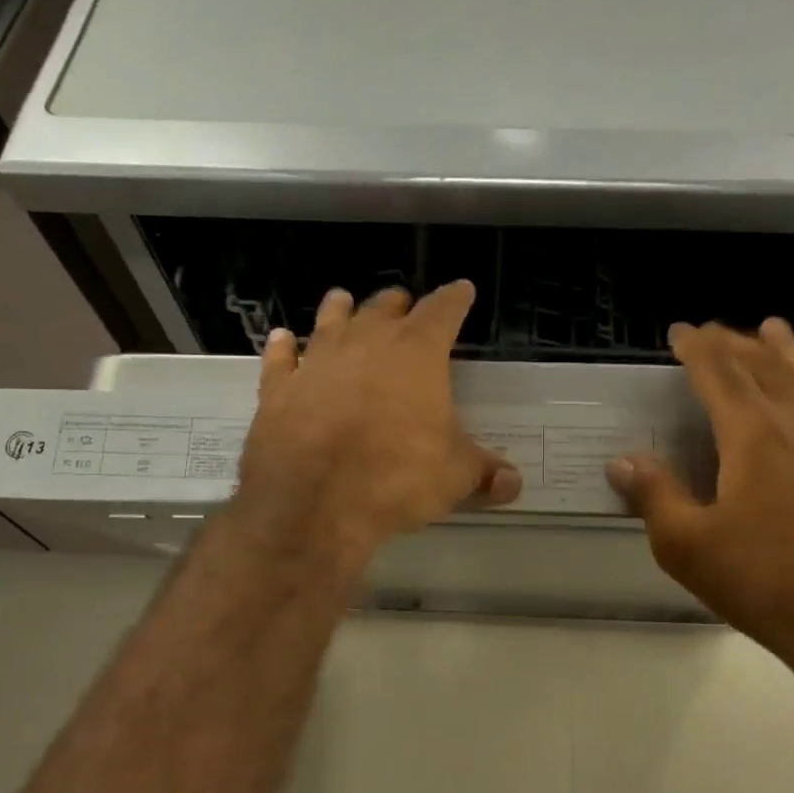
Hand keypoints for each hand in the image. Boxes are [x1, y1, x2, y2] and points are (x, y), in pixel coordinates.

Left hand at [233, 281, 520, 566]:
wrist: (314, 503)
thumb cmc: (397, 478)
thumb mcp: (454, 478)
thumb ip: (484, 474)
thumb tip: (514, 485)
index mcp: (417, 353)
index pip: (443, 310)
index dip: (455, 298)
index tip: (462, 289)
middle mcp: (366, 343)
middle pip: (384, 307)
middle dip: (398, 305)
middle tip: (404, 306)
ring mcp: (317, 361)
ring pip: (330, 320)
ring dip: (340, 309)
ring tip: (343, 300)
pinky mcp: (279, 389)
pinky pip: (280, 358)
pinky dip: (283, 347)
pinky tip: (282, 339)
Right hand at [607, 321, 793, 678]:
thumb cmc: (766, 584)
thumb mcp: (688, 547)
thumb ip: (654, 496)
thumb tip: (622, 461)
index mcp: (751, 436)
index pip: (718, 373)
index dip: (696, 348)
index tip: (680, 331)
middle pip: (764, 366)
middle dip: (735, 343)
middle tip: (715, 330)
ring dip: (787, 350)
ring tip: (770, 328)